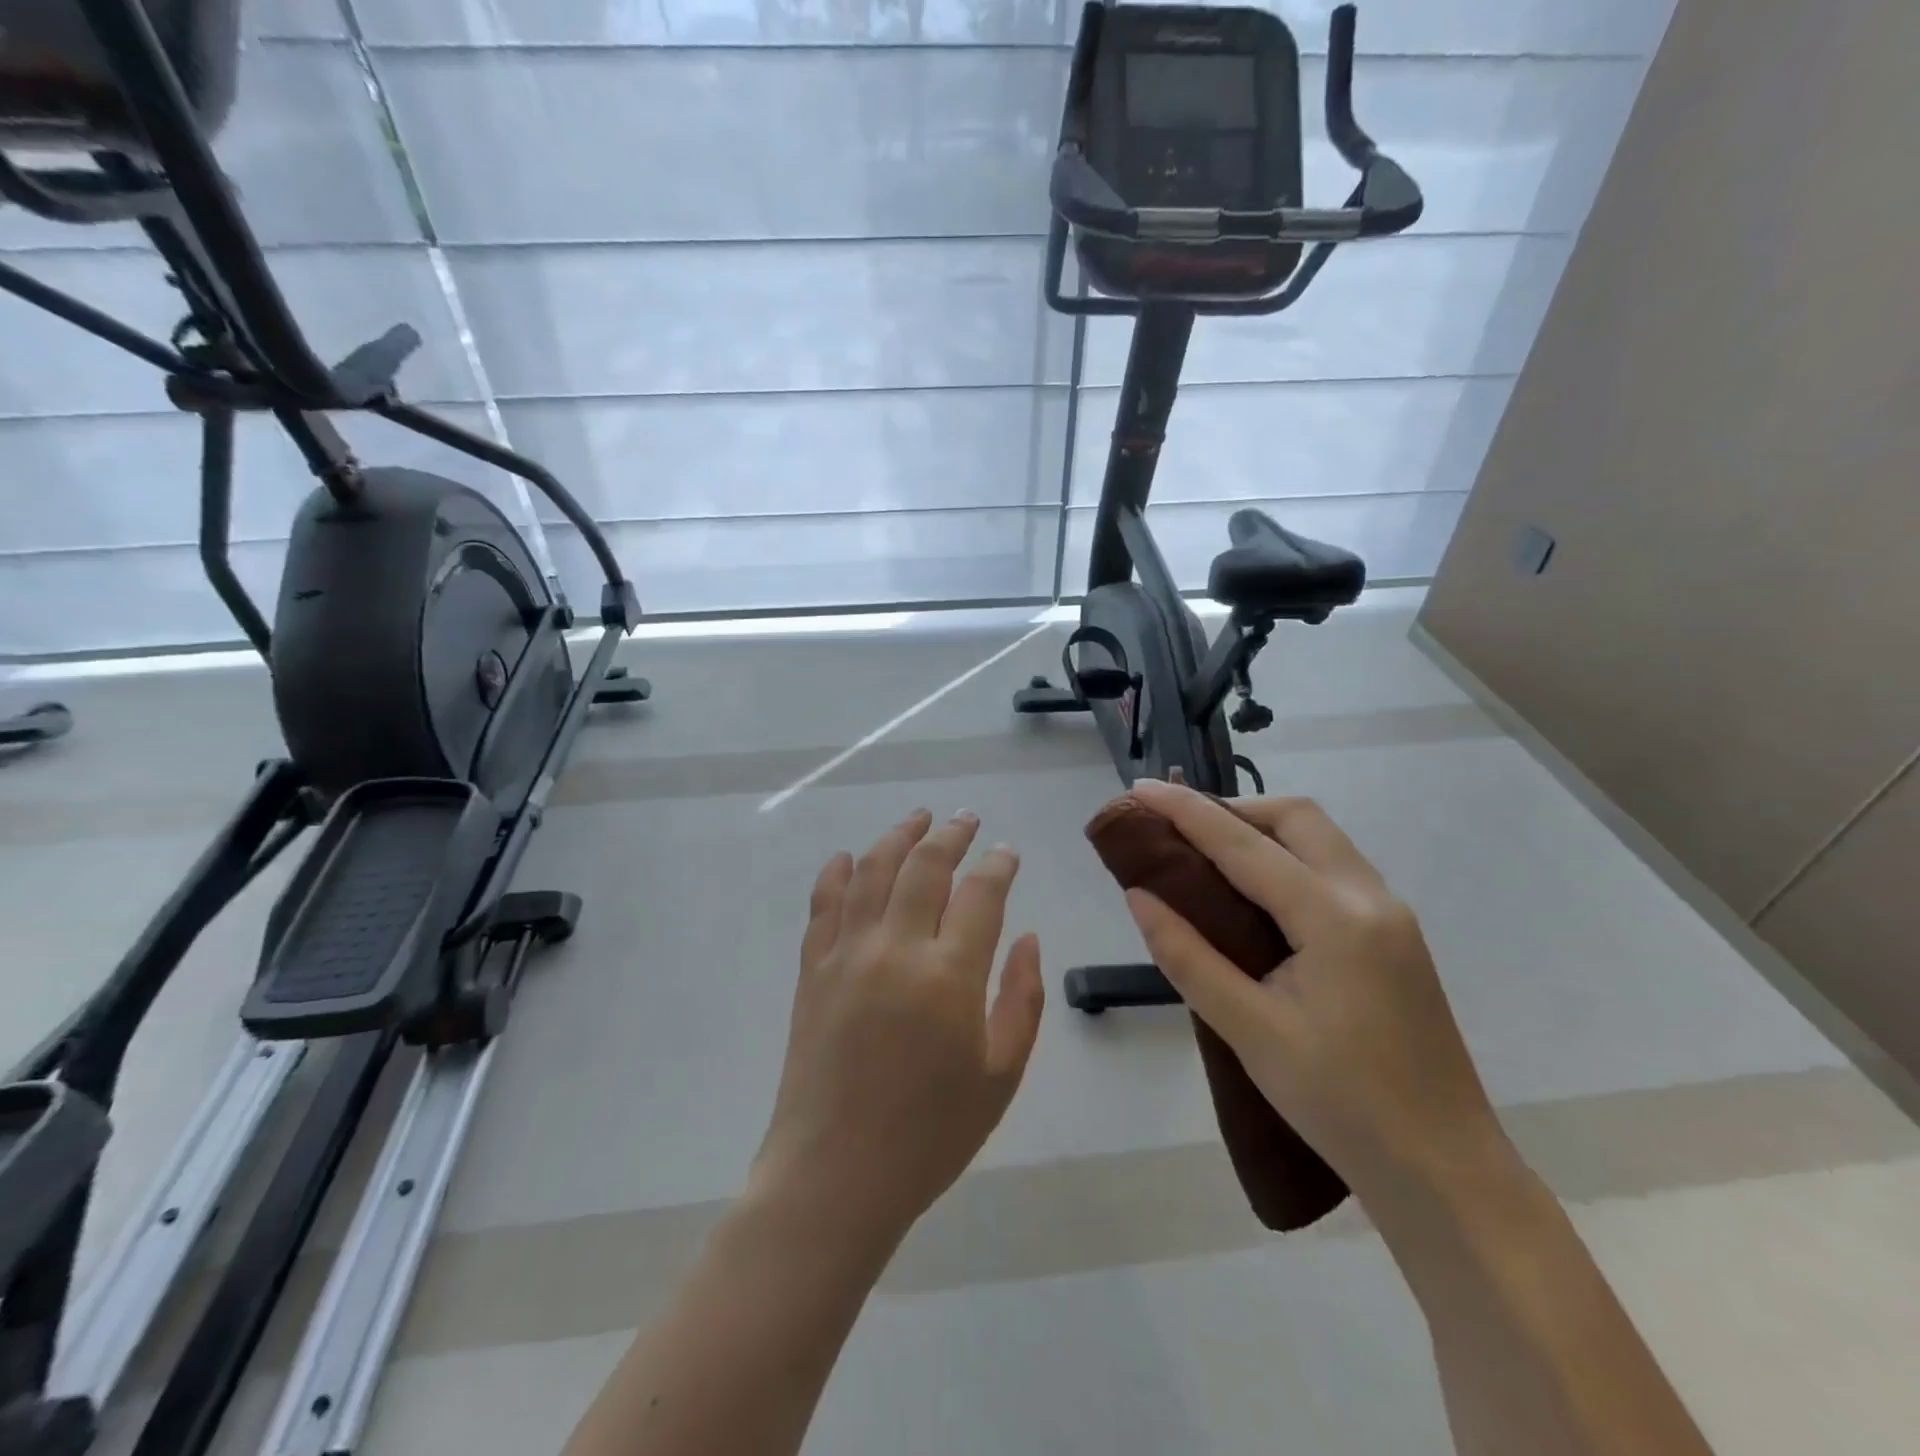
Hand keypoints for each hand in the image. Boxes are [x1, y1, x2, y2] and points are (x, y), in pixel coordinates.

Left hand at [753, 810, 1045, 1241]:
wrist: (834, 1176)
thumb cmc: (929, 1135)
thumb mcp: (1000, 1076)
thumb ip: (1022, 999)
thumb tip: (1030, 939)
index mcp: (949, 976)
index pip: (980, 894)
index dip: (998, 865)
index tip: (1006, 852)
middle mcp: (896, 949)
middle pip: (925, 866)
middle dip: (950, 834)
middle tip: (966, 819)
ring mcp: (846, 954)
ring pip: (872, 871)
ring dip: (898, 836)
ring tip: (918, 818)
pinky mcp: (812, 970)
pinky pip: (823, 904)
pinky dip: (837, 872)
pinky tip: (849, 856)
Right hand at [1124, 779, 1502, 1199]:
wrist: (1445, 1170)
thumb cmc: (1341, 1104)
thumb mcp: (1250, 1031)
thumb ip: (1188, 956)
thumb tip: (1139, 896)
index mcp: (1335, 918)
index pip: (1244, 844)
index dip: (1186, 811)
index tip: (1140, 789)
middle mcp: (1370, 897)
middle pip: (1297, 817)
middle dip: (1232, 808)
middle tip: (1179, 828)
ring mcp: (1391, 914)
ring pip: (1320, 838)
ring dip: (1262, 830)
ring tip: (1207, 852)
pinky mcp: (1396, 936)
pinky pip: (1333, 868)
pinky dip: (1287, 857)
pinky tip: (1257, 892)